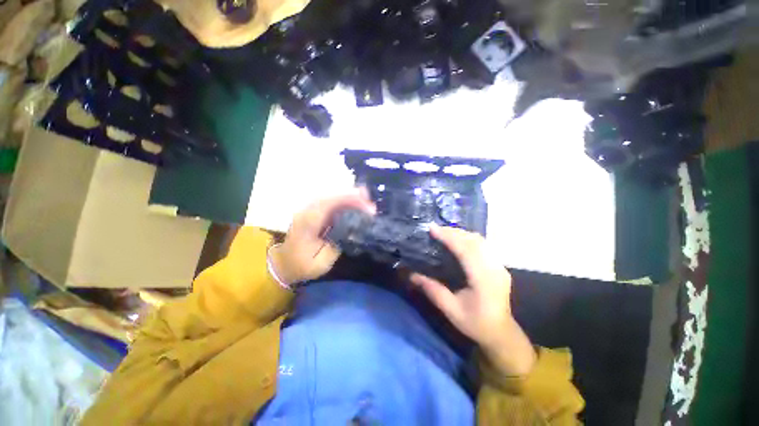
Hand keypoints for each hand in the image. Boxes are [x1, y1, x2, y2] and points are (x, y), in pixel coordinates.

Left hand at [269, 188, 375, 285]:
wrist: (284, 263)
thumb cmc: (302, 265)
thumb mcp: (321, 261)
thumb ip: (338, 244)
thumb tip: (353, 231)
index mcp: (308, 222)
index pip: (329, 203)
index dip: (349, 200)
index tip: (367, 205)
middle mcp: (308, 211)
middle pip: (332, 196)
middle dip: (353, 196)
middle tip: (370, 202)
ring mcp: (309, 210)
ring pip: (331, 197)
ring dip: (349, 197)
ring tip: (366, 200)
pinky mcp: (313, 212)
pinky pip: (330, 202)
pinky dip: (344, 201)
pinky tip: (354, 203)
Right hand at [410, 225, 535, 375]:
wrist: (501, 333)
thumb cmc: (475, 323)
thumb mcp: (451, 310)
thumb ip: (432, 290)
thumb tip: (412, 275)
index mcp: (483, 280)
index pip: (466, 250)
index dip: (449, 237)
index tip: (432, 229)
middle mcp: (494, 269)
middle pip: (473, 241)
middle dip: (453, 232)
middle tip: (435, 228)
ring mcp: (499, 266)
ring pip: (480, 240)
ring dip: (461, 233)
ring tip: (444, 232)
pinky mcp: (499, 265)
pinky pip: (483, 245)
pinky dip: (468, 238)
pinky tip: (458, 239)